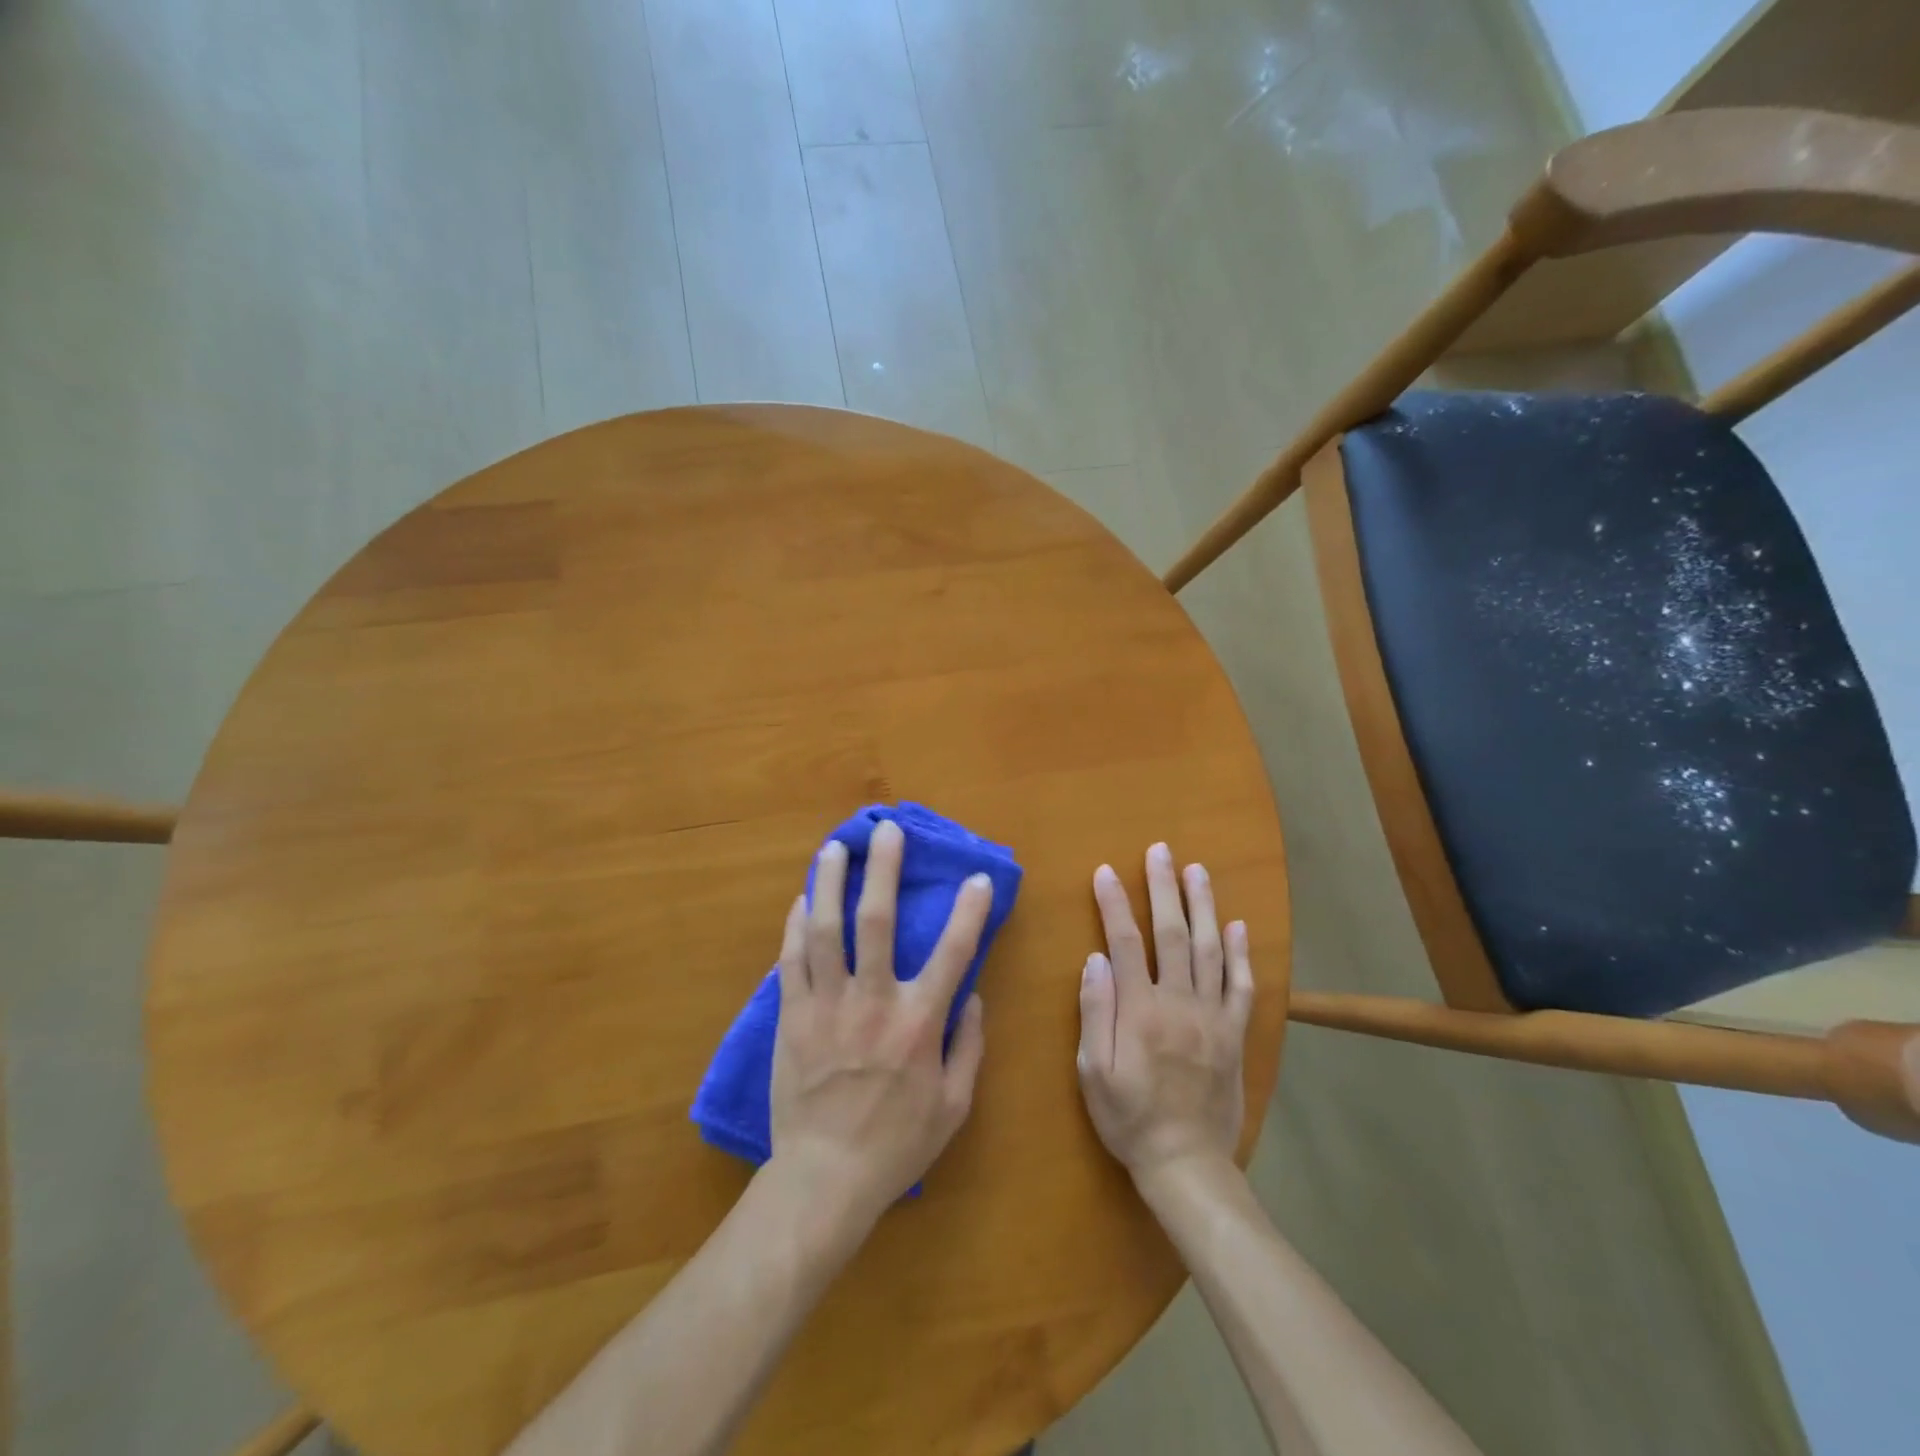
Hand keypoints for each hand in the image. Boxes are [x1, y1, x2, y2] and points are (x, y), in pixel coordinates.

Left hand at [767, 820, 990, 1231]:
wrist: (824, 1179)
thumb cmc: (897, 1144)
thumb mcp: (954, 1105)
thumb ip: (969, 1046)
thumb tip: (973, 996)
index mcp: (918, 1023)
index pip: (953, 952)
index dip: (970, 910)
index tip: (978, 877)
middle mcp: (872, 1001)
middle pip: (875, 921)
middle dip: (883, 869)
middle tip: (886, 830)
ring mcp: (826, 1006)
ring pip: (825, 930)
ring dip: (831, 883)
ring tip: (835, 848)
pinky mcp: (791, 1017)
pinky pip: (791, 961)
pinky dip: (795, 927)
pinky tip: (801, 900)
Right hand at [1076, 843, 1252, 1186]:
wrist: (1187, 1164)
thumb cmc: (1129, 1118)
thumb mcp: (1094, 1072)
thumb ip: (1095, 1013)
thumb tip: (1095, 959)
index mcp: (1140, 1011)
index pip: (1125, 942)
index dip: (1114, 903)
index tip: (1106, 871)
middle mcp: (1179, 1003)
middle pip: (1173, 934)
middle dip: (1165, 888)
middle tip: (1162, 850)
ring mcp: (1213, 1017)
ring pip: (1211, 950)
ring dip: (1204, 906)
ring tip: (1198, 871)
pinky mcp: (1235, 1034)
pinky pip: (1241, 986)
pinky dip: (1242, 954)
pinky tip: (1239, 926)